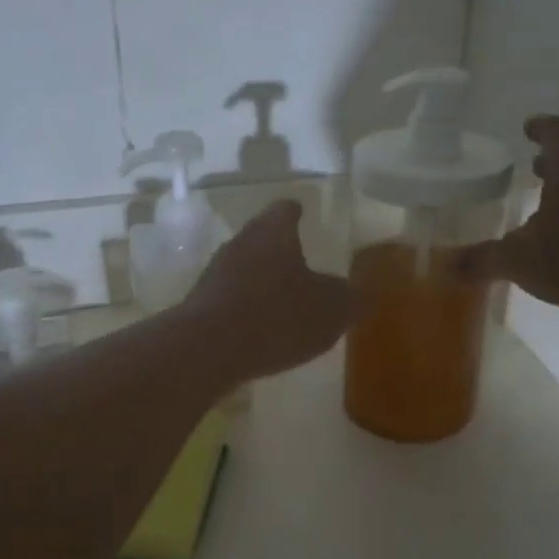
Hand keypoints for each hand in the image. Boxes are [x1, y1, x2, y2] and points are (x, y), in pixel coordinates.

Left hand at [184, 200, 351, 379]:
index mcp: (273, 231)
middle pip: (262, 238)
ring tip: (285, 303)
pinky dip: (247, 308)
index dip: (298, 211)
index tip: (304, 213)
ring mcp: (215, 273)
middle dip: (281, 251)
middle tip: (303, 265)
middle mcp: (240, 243)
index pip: (286, 209)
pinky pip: (231, 298)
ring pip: (245, 268)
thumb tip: (357, 294)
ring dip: (263, 281)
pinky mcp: (201, 304)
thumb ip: (349, 299)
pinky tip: (261, 330)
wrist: (207, 349)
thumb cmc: (277, 317)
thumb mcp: (331, 311)